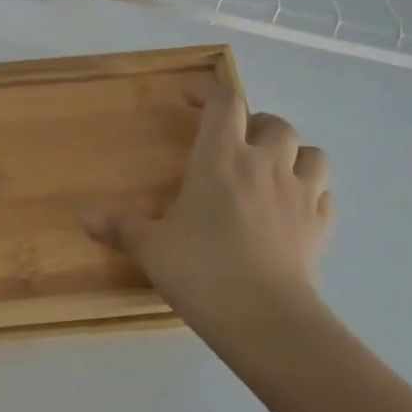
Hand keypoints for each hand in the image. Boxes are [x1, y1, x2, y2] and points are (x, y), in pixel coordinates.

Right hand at [85, 84, 331, 348]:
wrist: (265, 319)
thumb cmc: (201, 270)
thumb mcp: (152, 248)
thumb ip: (122, 228)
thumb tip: (86, 220)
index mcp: (220, 158)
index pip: (224, 102)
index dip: (209, 93)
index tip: (190, 100)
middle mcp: (265, 165)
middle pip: (275, 123)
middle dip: (256, 124)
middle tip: (236, 142)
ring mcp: (300, 195)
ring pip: (312, 154)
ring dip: (295, 155)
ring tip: (273, 170)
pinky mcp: (320, 227)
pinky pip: (325, 197)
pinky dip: (312, 194)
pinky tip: (293, 210)